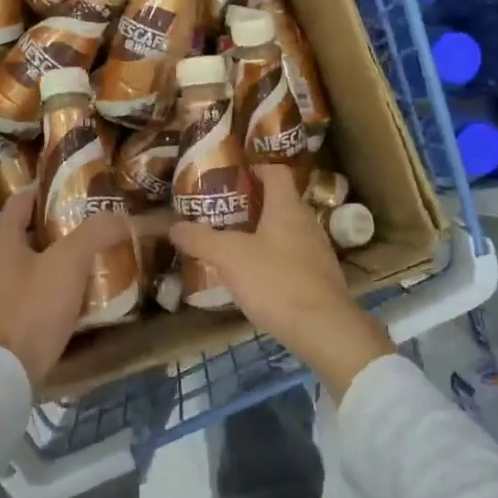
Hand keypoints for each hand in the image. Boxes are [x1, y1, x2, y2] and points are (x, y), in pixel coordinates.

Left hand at [0, 189, 132, 389]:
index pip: (21, 200)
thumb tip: (121, 215)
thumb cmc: (32, 309)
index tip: (77, 186)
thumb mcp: (69, 263)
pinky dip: (51, 286)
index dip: (47, 189)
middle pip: (26, 232)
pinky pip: (30, 292)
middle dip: (58, 226)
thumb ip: (95, 234)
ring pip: (29, 264)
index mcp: (0, 241)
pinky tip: (76, 294)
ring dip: (56, 258)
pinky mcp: (2, 321)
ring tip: (91, 256)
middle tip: (93, 222)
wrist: (3, 375)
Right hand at [168, 164, 393, 397]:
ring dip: (261, 232)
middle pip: (279, 201)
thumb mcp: (230, 258)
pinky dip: (272, 258)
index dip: (254, 168)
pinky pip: (292, 256)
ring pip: (286, 230)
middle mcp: (306, 221)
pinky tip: (254, 275)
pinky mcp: (319, 277)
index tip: (230, 176)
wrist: (324, 329)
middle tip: (221, 212)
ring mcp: (316, 250)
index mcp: (287, 207)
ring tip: (232, 243)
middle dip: (251, 203)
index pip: (275, 171)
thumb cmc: (276, 281)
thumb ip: (200, 239)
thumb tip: (173, 226)